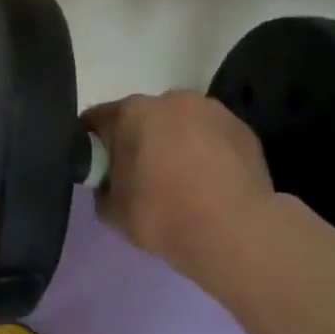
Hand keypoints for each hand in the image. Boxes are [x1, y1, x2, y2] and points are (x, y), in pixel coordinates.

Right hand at [83, 92, 274, 278]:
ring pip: (180, 123)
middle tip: (141, 176)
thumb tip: (111, 182)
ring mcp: (210, 110)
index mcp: (130, 113)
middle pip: (141, 117)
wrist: (235, 233)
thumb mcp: (111, 211)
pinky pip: (210, 135)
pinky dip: (205, 150)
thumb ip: (103, 187)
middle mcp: (169, 100)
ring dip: (174, 141)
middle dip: (137, 140)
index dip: (93, 144)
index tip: (98, 167)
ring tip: (183, 178)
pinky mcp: (241, 127)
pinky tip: (210, 180)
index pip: (96, 120)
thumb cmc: (163, 217)